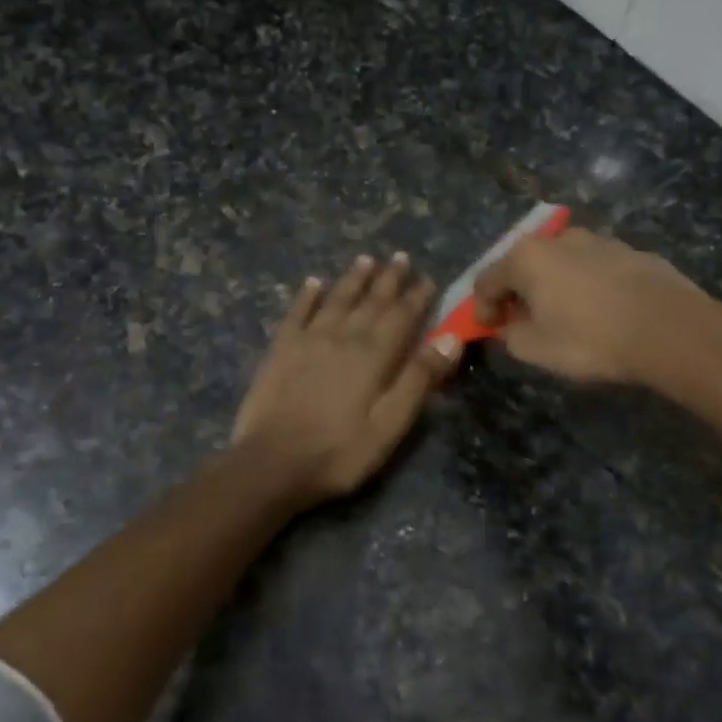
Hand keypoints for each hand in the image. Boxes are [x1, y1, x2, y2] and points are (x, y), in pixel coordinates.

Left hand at [233, 252, 461, 504]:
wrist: (272, 464)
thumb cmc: (339, 452)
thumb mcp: (390, 425)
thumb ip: (419, 379)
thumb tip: (450, 338)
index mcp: (373, 356)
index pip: (401, 317)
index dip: (416, 297)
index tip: (427, 278)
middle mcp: (342, 337)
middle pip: (370, 302)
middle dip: (388, 279)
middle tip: (400, 257)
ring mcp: (308, 341)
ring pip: (336, 300)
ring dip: (353, 279)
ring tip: (366, 259)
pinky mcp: (280, 350)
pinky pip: (297, 313)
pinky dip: (307, 296)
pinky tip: (314, 282)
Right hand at [472, 228, 718, 383]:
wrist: (670, 330)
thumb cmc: (590, 339)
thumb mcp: (535, 349)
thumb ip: (509, 335)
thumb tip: (509, 326)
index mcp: (526, 257)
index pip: (486, 280)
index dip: (481, 309)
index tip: (489, 331)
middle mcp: (558, 238)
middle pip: (523, 264)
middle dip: (517, 293)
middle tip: (522, 322)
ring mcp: (599, 240)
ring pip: (561, 263)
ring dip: (553, 286)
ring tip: (564, 316)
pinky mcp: (631, 251)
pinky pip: (594, 268)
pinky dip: (586, 285)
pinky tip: (601, 311)